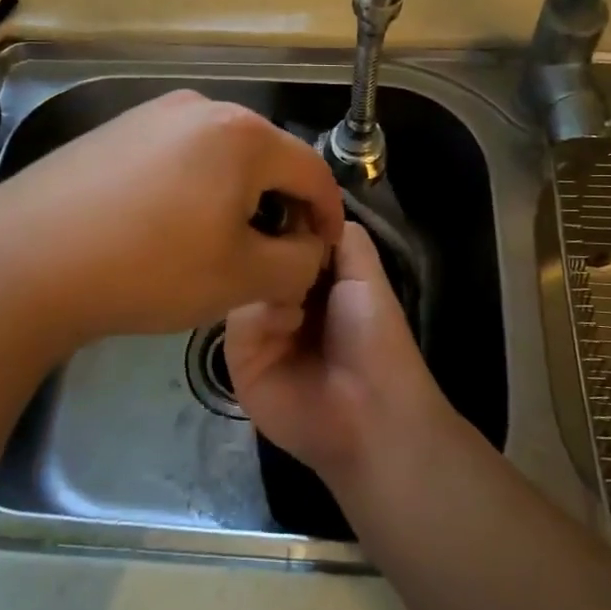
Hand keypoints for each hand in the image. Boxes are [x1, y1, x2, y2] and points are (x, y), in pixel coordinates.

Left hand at [0, 90, 343, 342]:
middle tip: (271, 257)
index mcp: (243, 134)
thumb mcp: (242, 277)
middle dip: (278, 208)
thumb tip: (307, 249)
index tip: (325, 251)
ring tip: (217, 246)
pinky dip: (192, 190)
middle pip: (266, 159)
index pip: (312, 171)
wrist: (24, 260)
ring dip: (234, 199)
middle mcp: (201, 107)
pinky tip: (165, 229)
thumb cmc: (150, 266)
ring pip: (219, 158)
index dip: (328, 215)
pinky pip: (176, 157)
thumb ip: (297, 263)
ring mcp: (151, 113)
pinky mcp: (114, 130)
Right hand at [225, 224, 447, 491]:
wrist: (370, 412)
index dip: (282, 218)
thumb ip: (340, 235)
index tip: (274, 197)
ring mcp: (256, 327)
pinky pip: (236, 318)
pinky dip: (262, 314)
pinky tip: (288, 324)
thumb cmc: (374, 338)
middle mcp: (279, 297)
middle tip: (283, 246)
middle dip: (269, 247)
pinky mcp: (238, 356)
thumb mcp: (365, 274)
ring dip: (269, 280)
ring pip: (242, 282)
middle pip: (257, 256)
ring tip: (298, 297)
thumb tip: (304, 205)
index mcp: (313, 278)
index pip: (284, 236)